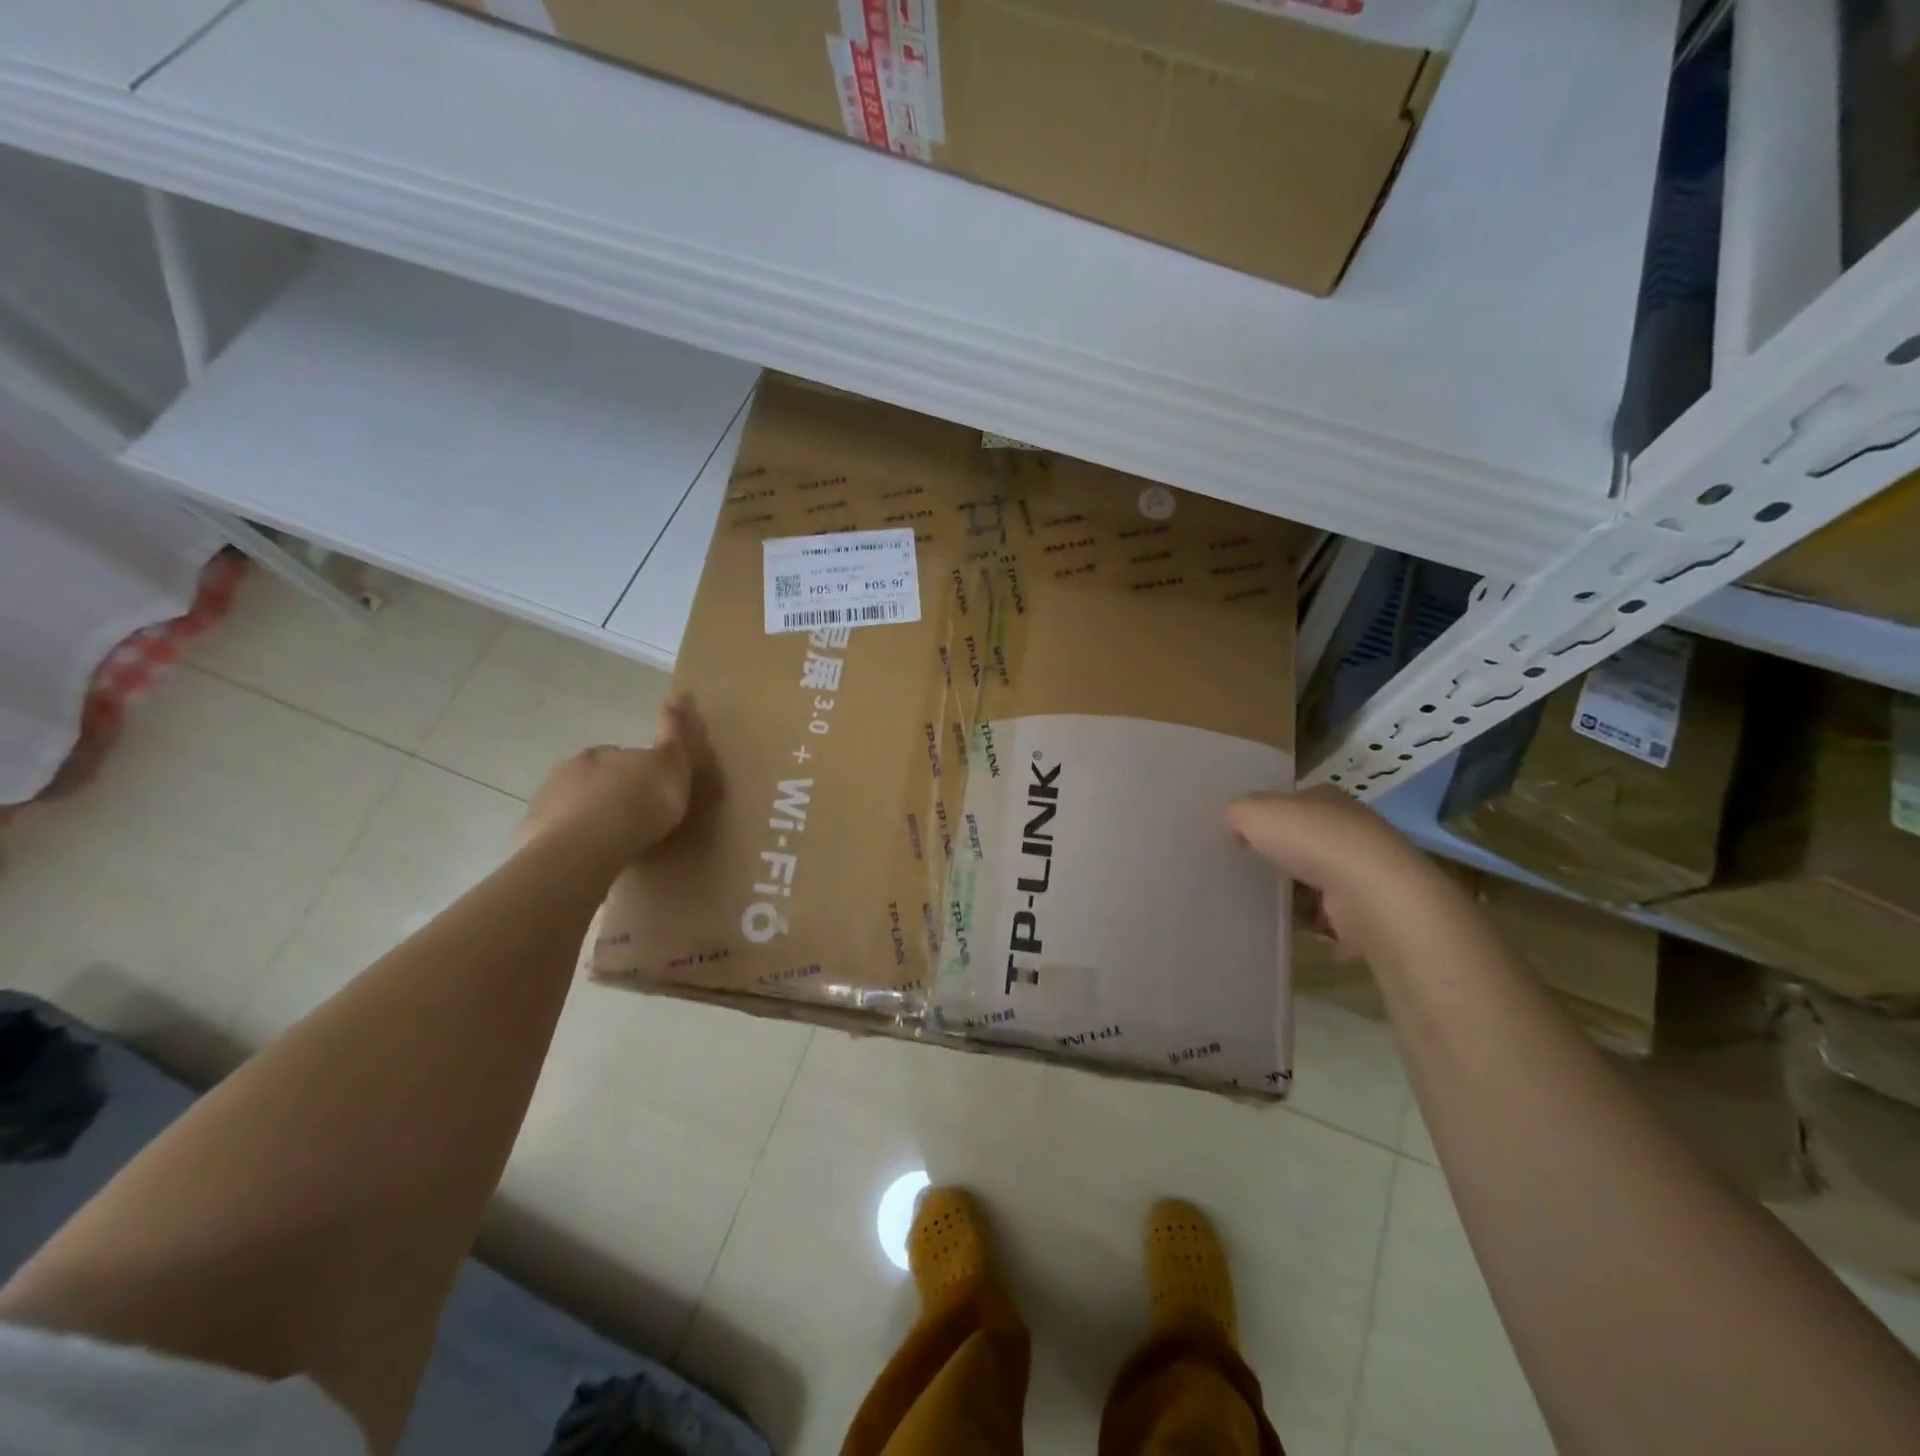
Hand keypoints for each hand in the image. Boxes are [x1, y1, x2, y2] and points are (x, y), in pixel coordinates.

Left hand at [517, 693, 707, 862]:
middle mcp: (568, 770)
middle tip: (628, 818)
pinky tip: (579, 857)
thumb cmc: (640, 802)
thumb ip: (675, 732)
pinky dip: (563, 841)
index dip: (634, 772)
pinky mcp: (530, 833)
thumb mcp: (672, 764)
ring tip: (606, 841)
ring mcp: (545, 801)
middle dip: (606, 792)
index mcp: (601, 753)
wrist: (590, 844)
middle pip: (590, 778)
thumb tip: (680, 694)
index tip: (648, 791)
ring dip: (584, 816)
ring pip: (568, 804)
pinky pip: (550, 834)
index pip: (618, 755)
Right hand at [1227, 785, 1458, 964]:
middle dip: (1279, 858)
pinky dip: (1310, 924)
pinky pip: (1328, 918)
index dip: (1267, 817)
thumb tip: (1234, 827)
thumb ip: (1237, 813)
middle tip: (1246, 872)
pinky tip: (1288, 927)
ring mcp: (1362, 872)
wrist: (1371, 895)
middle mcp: (1350, 830)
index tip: (1241, 837)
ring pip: (1315, 882)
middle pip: (1304, 843)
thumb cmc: (1312, 841)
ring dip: (1293, 895)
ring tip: (1260, 905)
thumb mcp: (1255, 812)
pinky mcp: (1367, 911)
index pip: (1293, 803)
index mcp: (1327, 799)